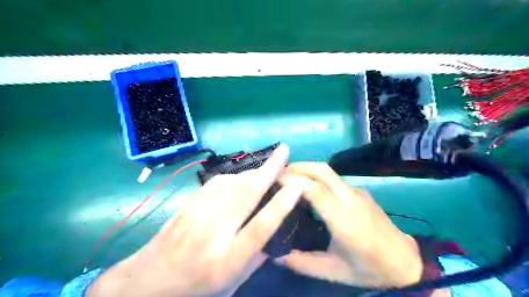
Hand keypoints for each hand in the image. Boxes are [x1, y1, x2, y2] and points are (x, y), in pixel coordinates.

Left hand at [85, 142, 303, 294]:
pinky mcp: (190, 202)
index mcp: (228, 258)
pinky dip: (236, 176)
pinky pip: (219, 181)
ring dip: (254, 171)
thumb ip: (256, 260)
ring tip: (269, 166)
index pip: (260, 226)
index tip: (297, 185)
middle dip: (269, 169)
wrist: (148, 279)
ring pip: (233, 182)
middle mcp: (214, 230)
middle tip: (284, 150)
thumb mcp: (231, 284)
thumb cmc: (195, 288)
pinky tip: (242, 178)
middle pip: (247, 193)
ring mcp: (199, 212)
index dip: (281, 204)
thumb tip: (276, 235)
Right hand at [277, 162, 421, 287]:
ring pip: (328, 170)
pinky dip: (316, 175)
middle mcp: (350, 199)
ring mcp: (357, 192)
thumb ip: (302, 263)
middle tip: (278, 174)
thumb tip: (275, 256)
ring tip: (289, 177)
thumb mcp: (333, 271)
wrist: (405, 261)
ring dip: (306, 169)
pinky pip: (334, 177)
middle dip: (297, 167)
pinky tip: (309, 187)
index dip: (292, 181)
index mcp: (343, 219)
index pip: (314, 190)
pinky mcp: (360, 191)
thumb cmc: (369, 268)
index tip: (274, 181)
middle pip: (321, 170)